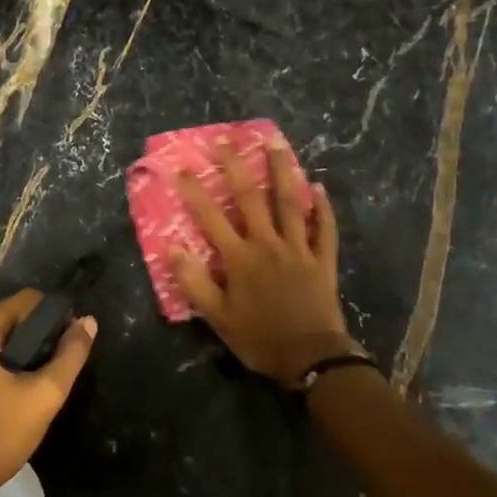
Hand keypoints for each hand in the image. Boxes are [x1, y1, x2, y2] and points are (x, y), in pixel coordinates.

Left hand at [0, 290, 96, 496]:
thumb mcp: (43, 396)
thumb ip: (70, 356)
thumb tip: (88, 321)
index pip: (30, 300)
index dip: (58, 317)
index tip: (73, 346)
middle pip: (15, 320)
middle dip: (41, 340)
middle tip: (59, 373)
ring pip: (1, 343)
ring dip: (25, 358)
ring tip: (41, 389)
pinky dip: (6, 370)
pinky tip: (17, 399)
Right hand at [172, 137, 351, 386]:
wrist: (310, 357)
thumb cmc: (258, 338)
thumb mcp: (217, 318)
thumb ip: (194, 282)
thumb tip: (173, 248)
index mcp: (239, 259)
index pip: (211, 218)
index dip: (194, 192)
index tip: (181, 168)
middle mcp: (268, 244)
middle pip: (250, 198)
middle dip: (236, 167)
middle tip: (227, 139)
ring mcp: (299, 248)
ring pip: (289, 202)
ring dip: (282, 170)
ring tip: (275, 142)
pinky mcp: (322, 258)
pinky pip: (324, 227)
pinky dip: (322, 207)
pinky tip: (318, 187)